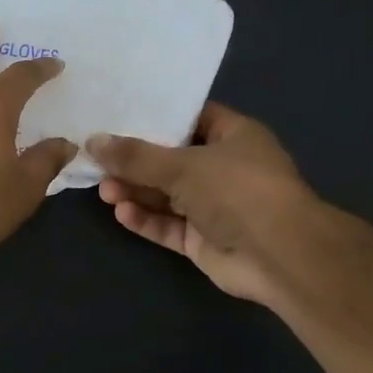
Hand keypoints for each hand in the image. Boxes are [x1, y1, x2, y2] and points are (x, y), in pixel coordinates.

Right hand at [87, 103, 315, 304]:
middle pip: (171, 160)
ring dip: (135, 192)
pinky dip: (145, 219)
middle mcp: (224, 169)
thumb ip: (135, 156)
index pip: (191, 118)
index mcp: (233, 137)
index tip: (118, 116)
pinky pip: (167, 225)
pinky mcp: (202, 240)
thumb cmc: (238, 191)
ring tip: (103, 190)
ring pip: (166, 195)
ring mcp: (213, 207)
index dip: (157, 117)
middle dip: (135, 162)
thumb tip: (93, 141)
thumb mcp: (182, 165)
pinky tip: (122, 213)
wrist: (279, 256)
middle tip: (99, 161)